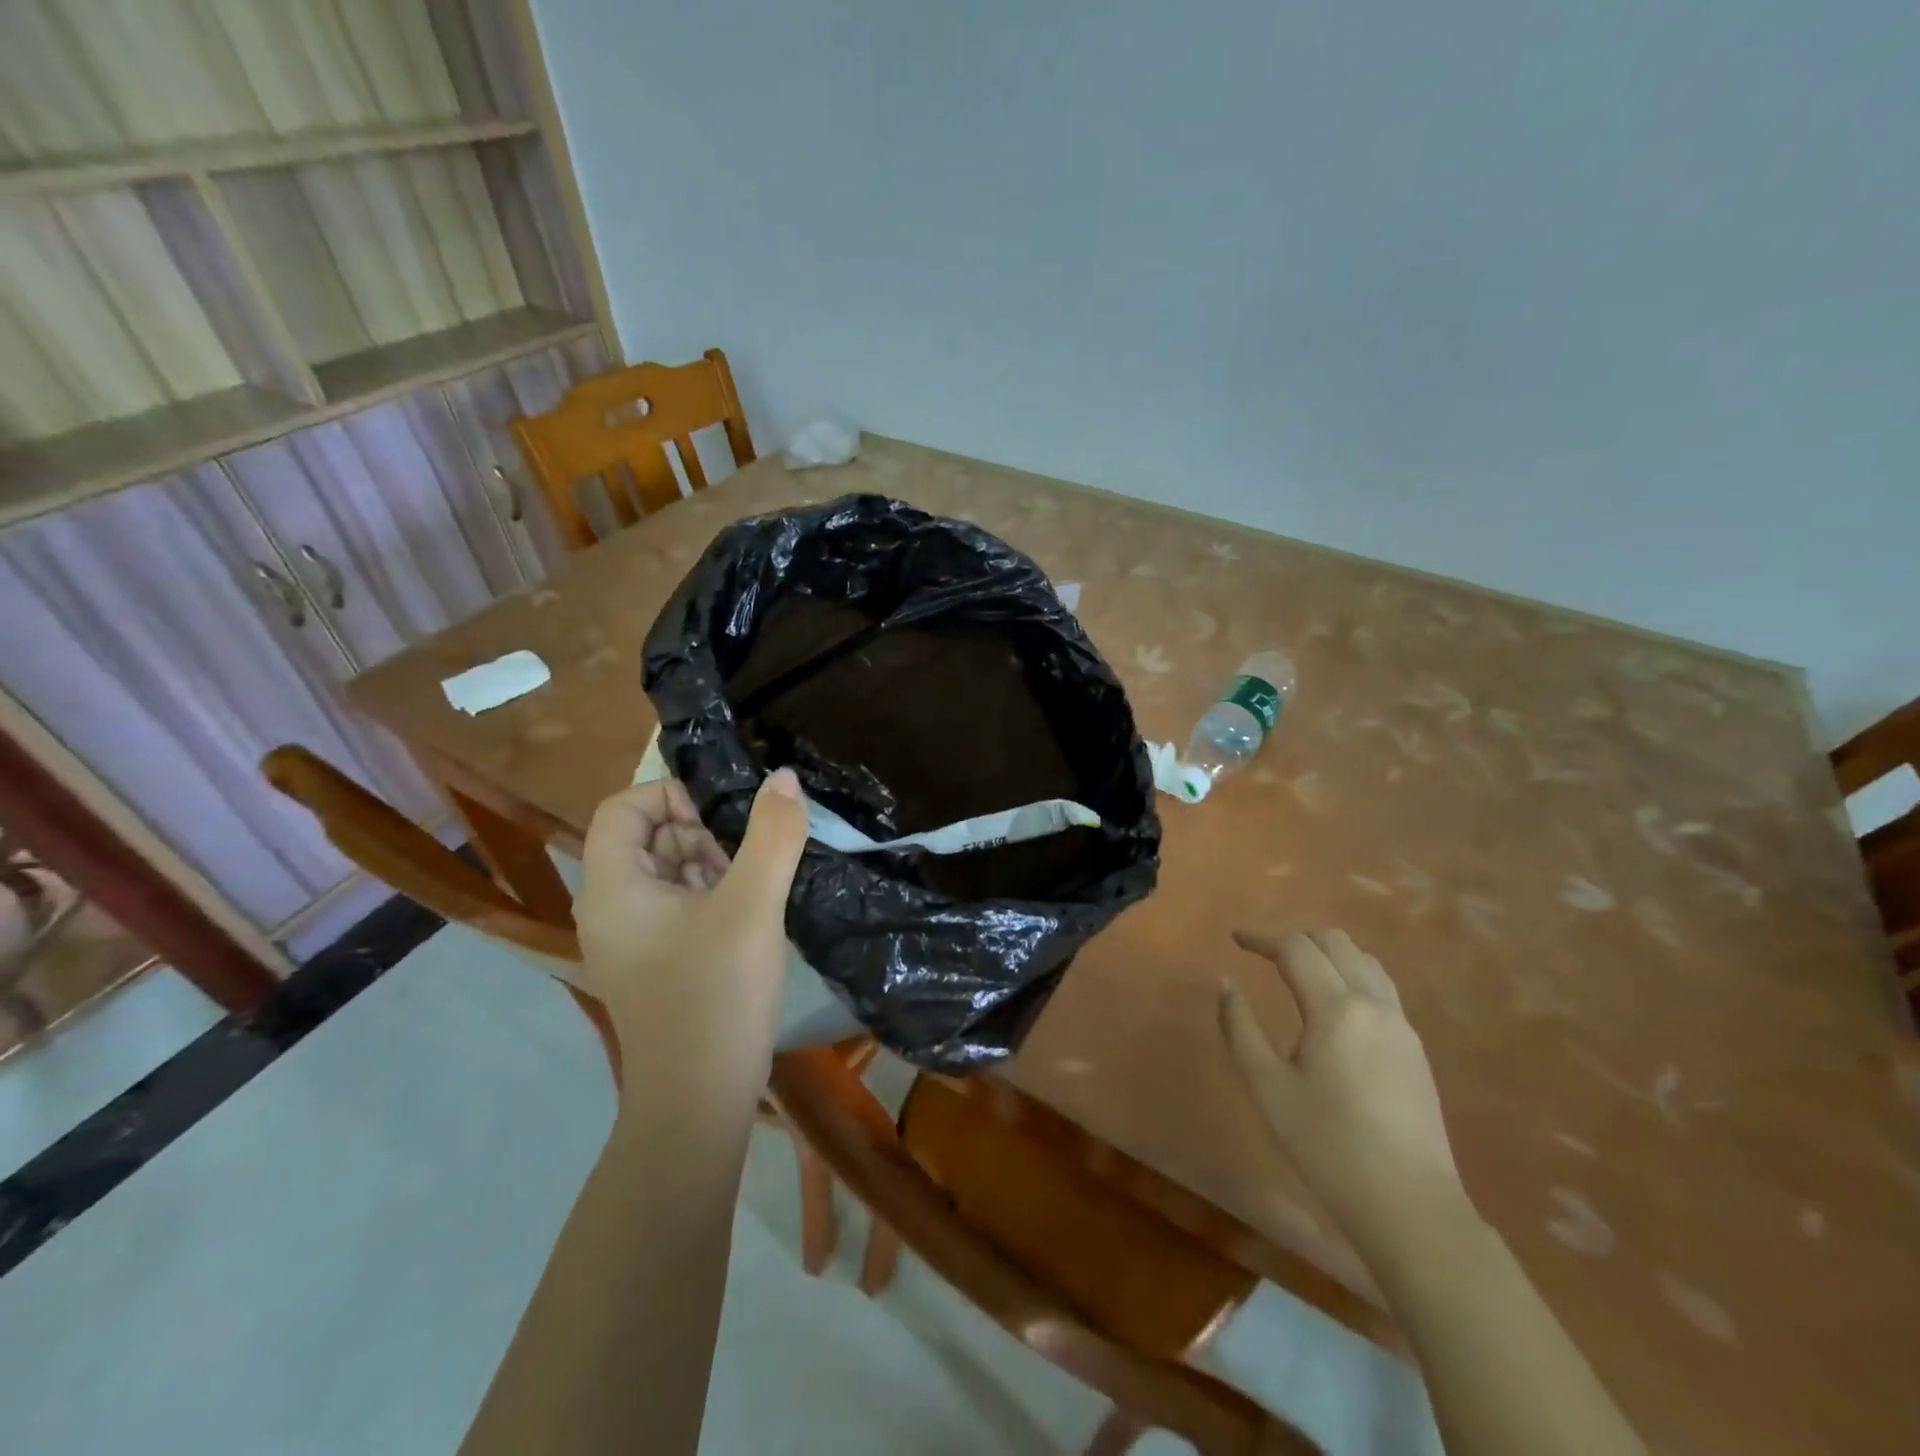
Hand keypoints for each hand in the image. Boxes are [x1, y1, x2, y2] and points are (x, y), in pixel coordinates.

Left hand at [568, 770, 807, 1092]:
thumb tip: (783, 778)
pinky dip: (715, 895)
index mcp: (613, 887)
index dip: (670, 794)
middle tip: (751, 856)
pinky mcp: (657, 962)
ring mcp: (633, 939)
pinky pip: (680, 906)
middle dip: (702, 832)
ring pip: (669, 871)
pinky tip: (753, 912)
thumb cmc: (716, 995)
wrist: (698, 1103)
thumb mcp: (752, 905)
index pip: (621, 807)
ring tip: (757, 886)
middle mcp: (611, 908)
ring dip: (715, 864)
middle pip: (648, 837)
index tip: (724, 815)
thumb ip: (772, 835)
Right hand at [1218, 928, 1470, 1256]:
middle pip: (1336, 943)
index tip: (1235, 938)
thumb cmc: (1327, 1146)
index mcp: (1336, 1008)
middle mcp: (1374, 1004)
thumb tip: (1226, 982)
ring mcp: (1401, 1026)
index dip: (1262, 937)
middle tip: (1262, 951)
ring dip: (1327, 952)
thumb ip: (1240, 1026)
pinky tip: (1332, 1003)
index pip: (1296, 949)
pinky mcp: (1415, 1049)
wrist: (1410, 1207)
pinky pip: (1380, 987)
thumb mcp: (1267, 1087)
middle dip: (1295, 937)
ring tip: (1296, 968)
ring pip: (1364, 961)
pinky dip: (1350, 974)